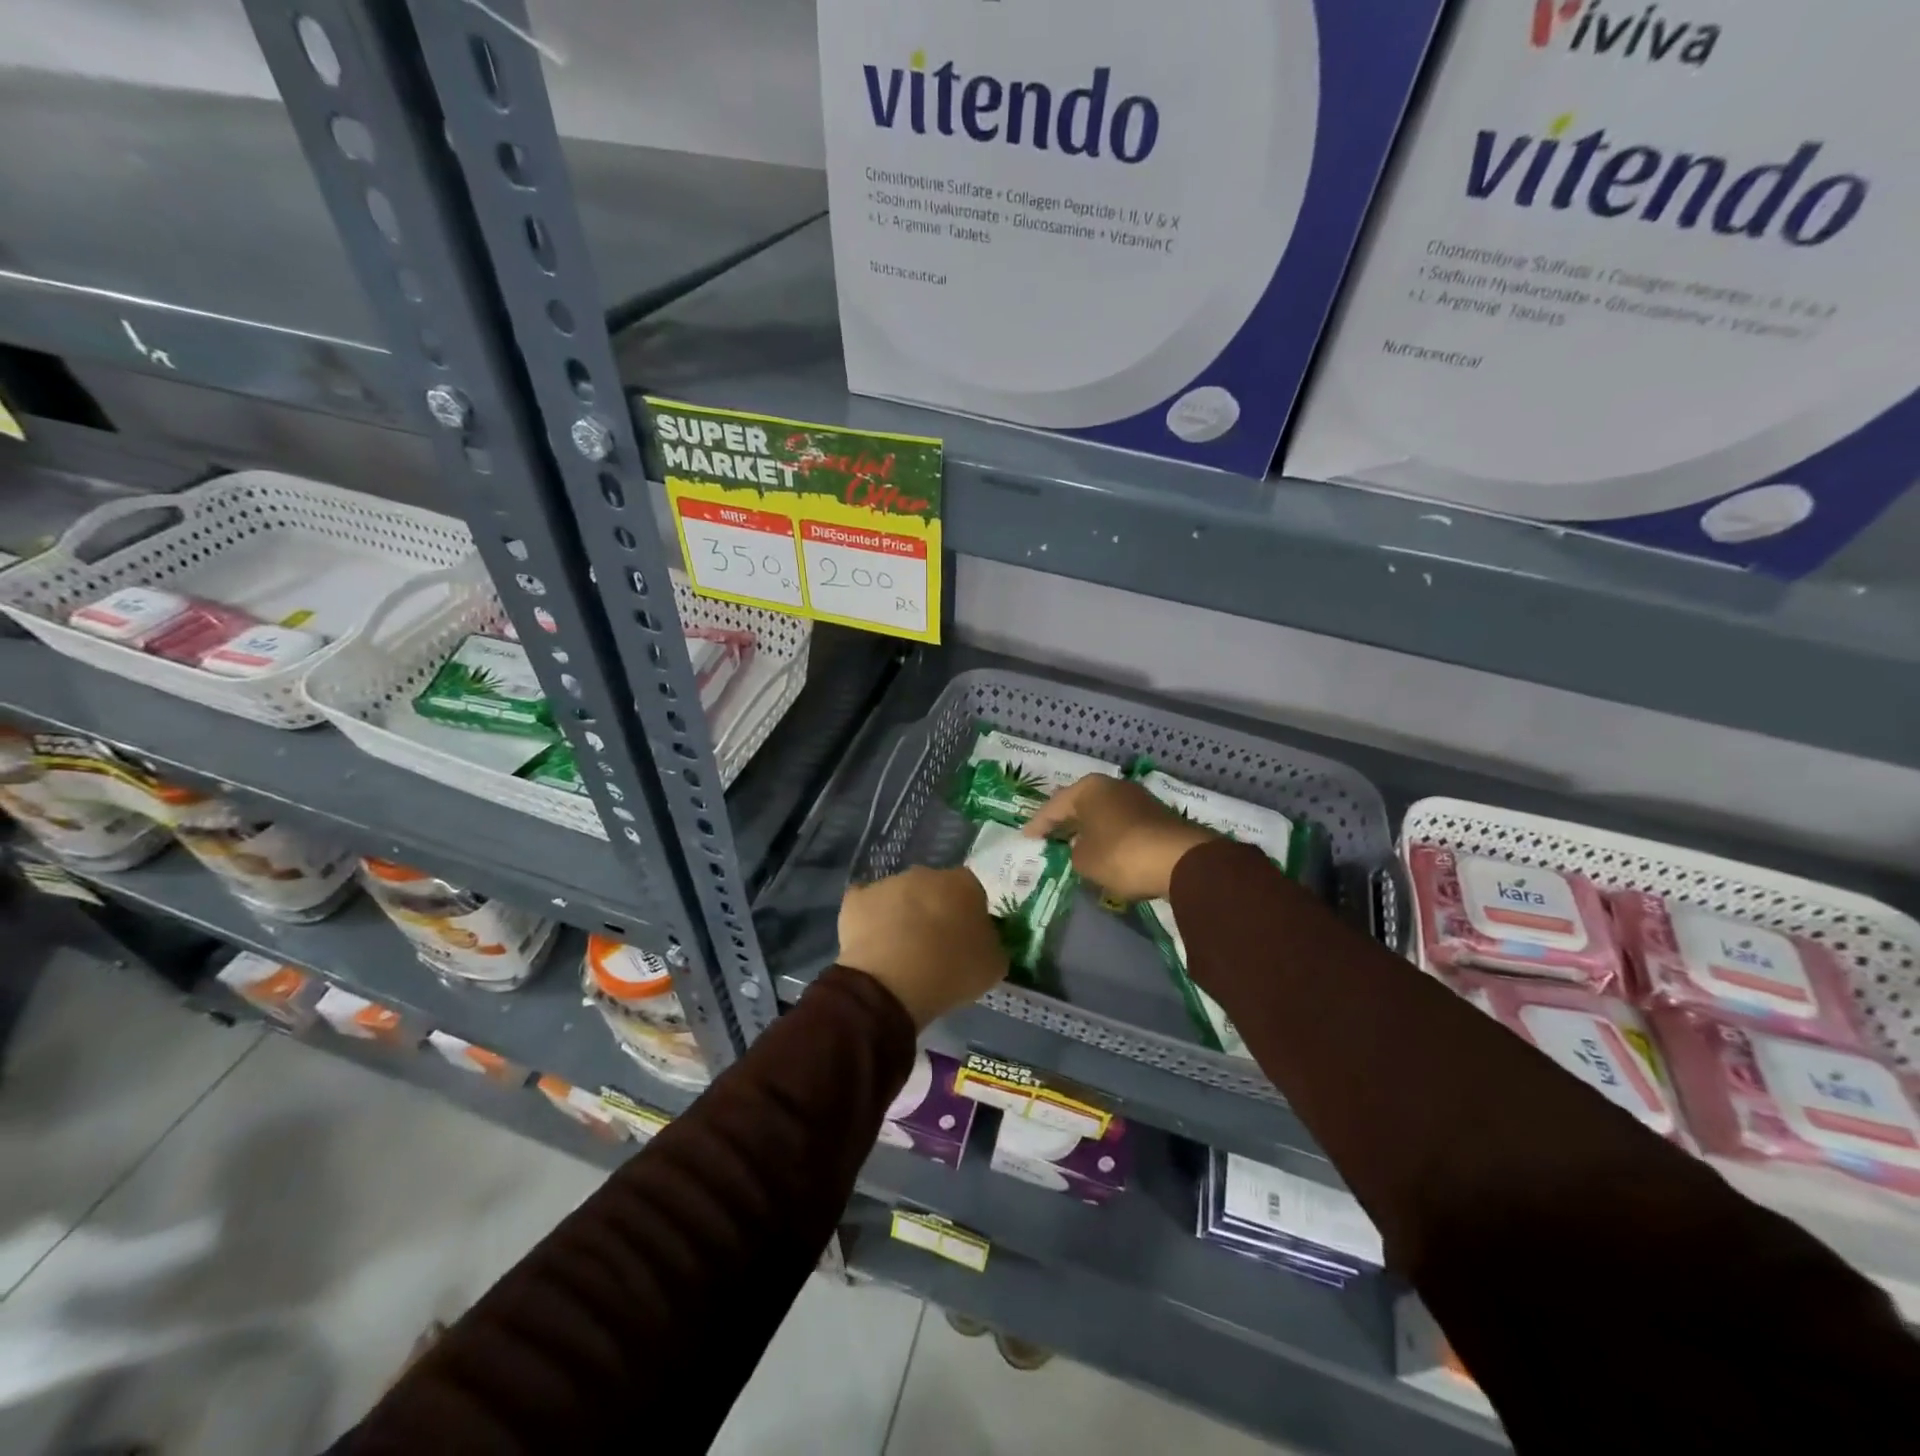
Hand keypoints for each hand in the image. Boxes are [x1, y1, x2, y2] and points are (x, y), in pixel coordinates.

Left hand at [839, 866, 1007, 1029]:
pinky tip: (872, 944)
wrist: (893, 982)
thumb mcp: (993, 965)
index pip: (971, 892)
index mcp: (963, 883)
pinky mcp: (857, 899)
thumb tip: (983, 939)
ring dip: (902, 915)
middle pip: (933, 890)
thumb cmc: (953, 971)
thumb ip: (991, 943)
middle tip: (933, 946)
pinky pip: (867, 906)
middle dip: (934, 911)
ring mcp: (888, 883)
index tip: (965, 941)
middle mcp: (926, 873)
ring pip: (900, 896)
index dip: (968, 916)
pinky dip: (870, 920)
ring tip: (899, 952)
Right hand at [1024, 775, 1215, 901]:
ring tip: (1073, 842)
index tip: (1026, 836)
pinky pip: (1121, 823)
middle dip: (1065, 819)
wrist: (1180, 860)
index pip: (1054, 806)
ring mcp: (1138, 799)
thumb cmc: (1120, 855)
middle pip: (1080, 803)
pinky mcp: (1156, 816)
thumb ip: (1075, 852)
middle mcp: (1113, 786)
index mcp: (1089, 789)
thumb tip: (1083, 847)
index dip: (1038, 824)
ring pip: (1103, 812)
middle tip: (1047, 833)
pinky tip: (1103, 848)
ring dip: (1089, 827)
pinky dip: (1109, 834)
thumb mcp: (1084, 860)